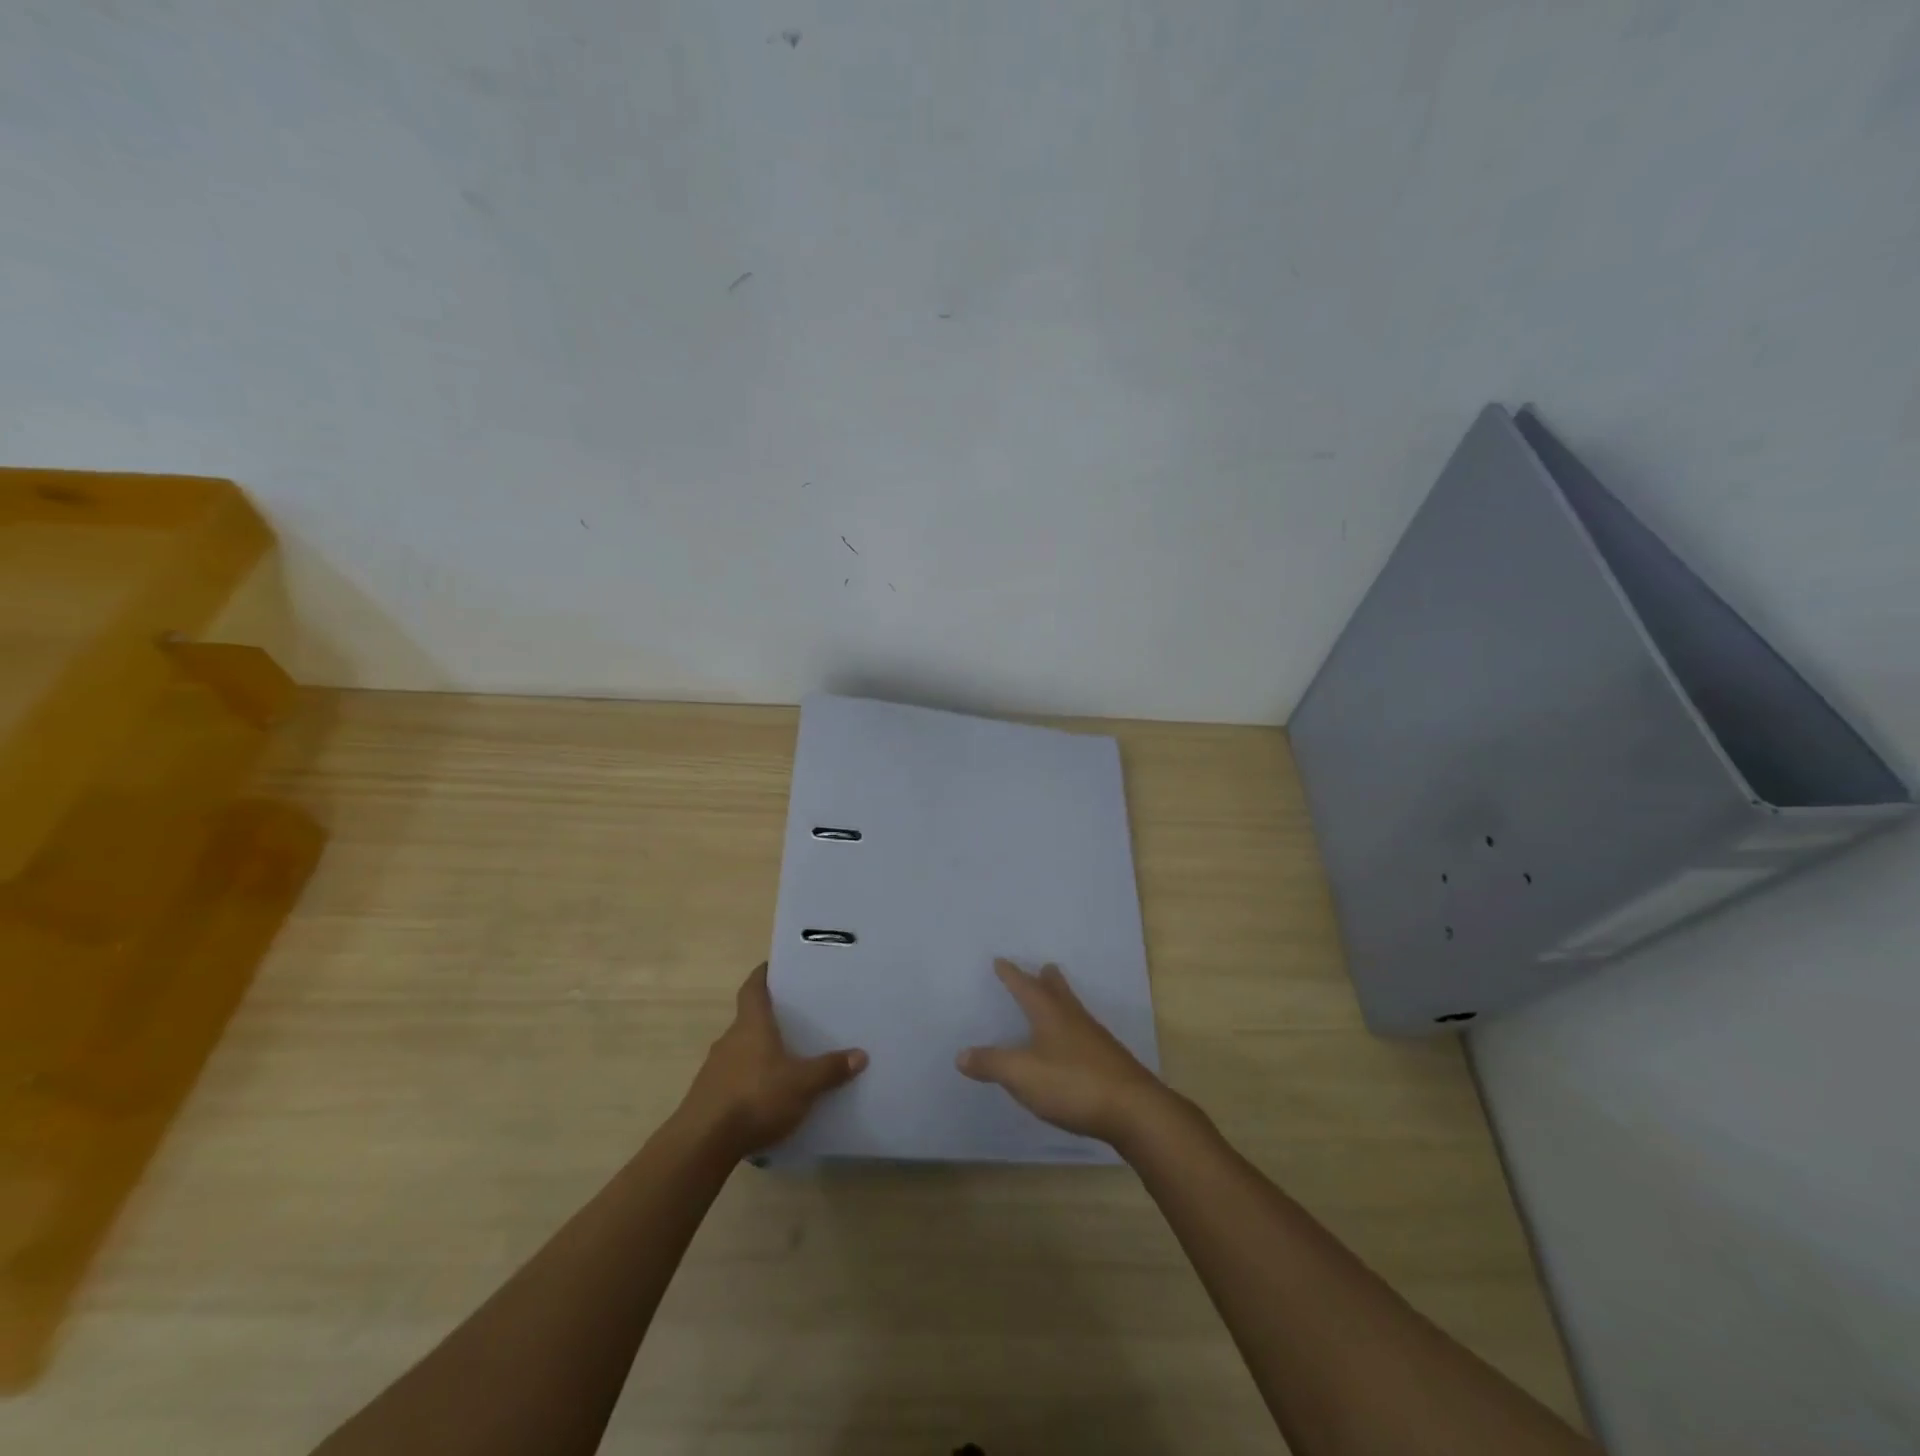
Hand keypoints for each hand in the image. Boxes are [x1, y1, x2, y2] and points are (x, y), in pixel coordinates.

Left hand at [679, 963, 866, 1156]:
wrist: (702, 1144)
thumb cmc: (756, 1098)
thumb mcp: (802, 1085)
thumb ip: (830, 1069)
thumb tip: (860, 1054)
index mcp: (751, 1025)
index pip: (753, 988)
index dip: (762, 975)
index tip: (773, 967)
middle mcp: (730, 1039)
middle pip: (748, 1020)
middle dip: (769, 1019)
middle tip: (795, 1020)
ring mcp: (715, 1068)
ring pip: (741, 1050)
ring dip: (759, 1053)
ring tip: (786, 1061)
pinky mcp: (708, 1096)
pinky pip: (734, 1078)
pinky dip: (750, 1080)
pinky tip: (766, 1097)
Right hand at [957, 958, 1171, 1147]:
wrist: (1134, 1110)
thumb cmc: (1073, 1084)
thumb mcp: (1022, 1075)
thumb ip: (991, 1063)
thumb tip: (961, 1054)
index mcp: (1051, 1015)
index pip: (1026, 987)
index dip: (1012, 975)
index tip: (1001, 961)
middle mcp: (1074, 1020)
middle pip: (1059, 992)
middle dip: (1047, 980)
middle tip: (1044, 967)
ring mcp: (1096, 1040)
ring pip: (1074, 1012)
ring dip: (1062, 1002)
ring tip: (1056, 1001)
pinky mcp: (1110, 1063)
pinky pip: (1085, 1035)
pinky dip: (1072, 1030)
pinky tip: (1073, 1046)